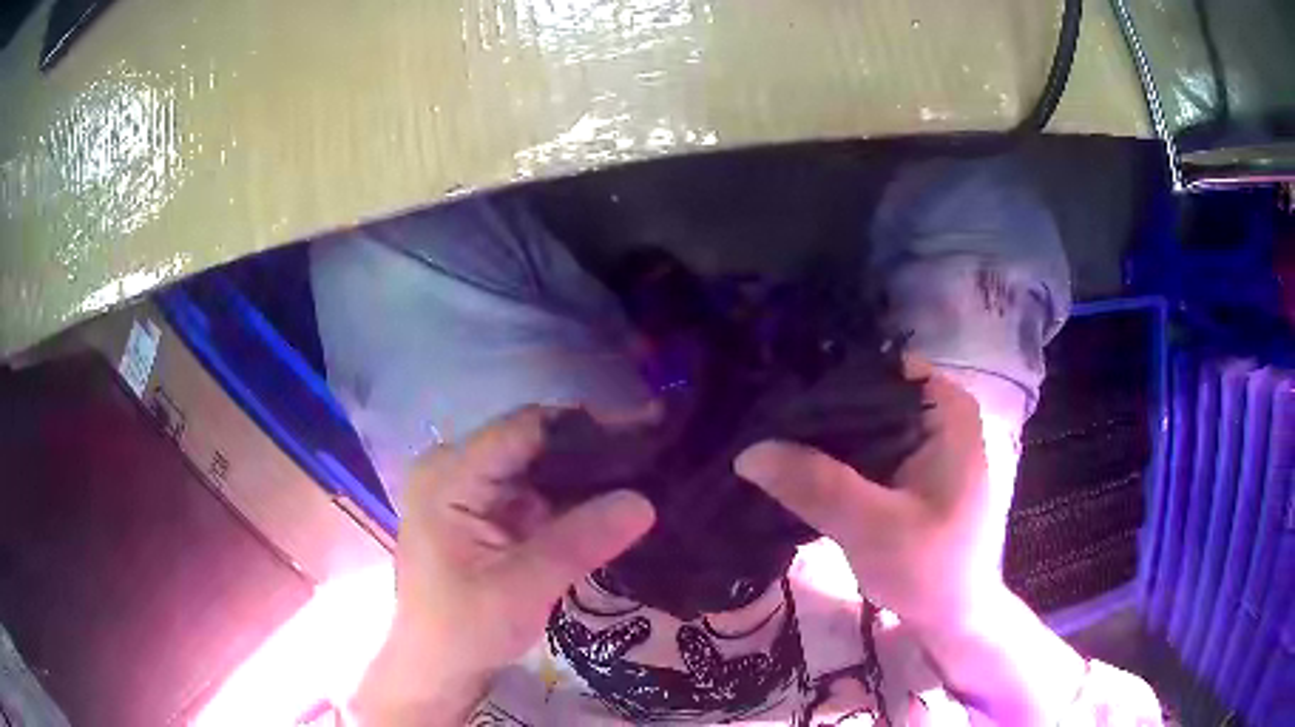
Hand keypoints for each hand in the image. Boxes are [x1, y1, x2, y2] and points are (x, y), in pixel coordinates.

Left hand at [353, 406, 654, 724]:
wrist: (438, 668)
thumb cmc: (464, 630)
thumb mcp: (522, 589)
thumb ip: (579, 541)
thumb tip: (645, 501)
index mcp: (449, 476)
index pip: (525, 429)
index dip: (587, 426)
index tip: (646, 431)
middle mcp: (456, 469)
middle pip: (533, 443)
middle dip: (593, 450)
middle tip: (655, 456)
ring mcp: (470, 490)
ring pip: (539, 467)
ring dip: (587, 475)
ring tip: (647, 475)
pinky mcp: (485, 512)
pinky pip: (536, 493)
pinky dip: (572, 500)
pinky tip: (613, 502)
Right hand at [736, 358, 1089, 723]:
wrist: (953, 619)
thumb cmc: (932, 571)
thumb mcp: (875, 529)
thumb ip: (817, 486)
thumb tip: (748, 451)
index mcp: (946, 407)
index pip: (873, 368)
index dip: (821, 383)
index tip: (768, 406)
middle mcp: (935, 411)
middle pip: (863, 394)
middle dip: (813, 415)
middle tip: (754, 428)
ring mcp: (922, 440)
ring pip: (858, 424)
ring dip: (817, 441)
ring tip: (762, 445)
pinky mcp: (907, 469)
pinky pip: (861, 450)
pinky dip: (829, 461)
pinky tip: (790, 470)